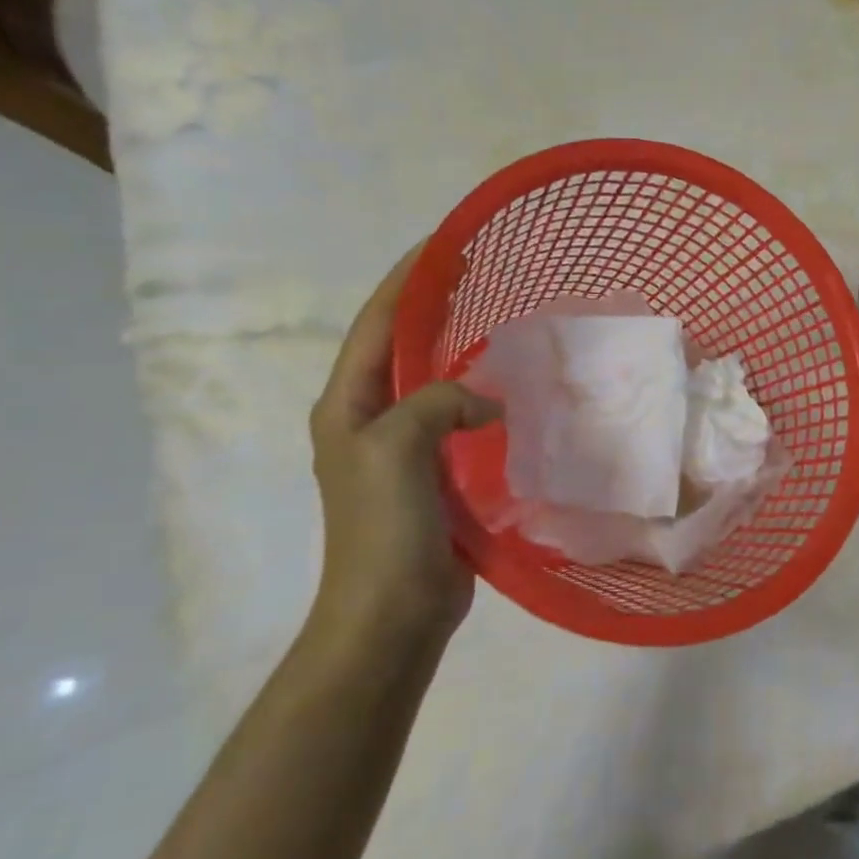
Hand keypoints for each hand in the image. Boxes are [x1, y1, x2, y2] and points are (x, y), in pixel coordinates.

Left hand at [309, 245, 499, 641]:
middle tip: (479, 274)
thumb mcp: (397, 448)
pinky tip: (511, 388)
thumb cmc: (382, 528)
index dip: (407, 281)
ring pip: (434, 381)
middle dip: (434, 306)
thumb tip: (488, 402)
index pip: (376, 324)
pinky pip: (459, 417)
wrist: (390, 612)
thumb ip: (438, 401)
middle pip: (402, 346)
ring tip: (500, 321)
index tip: (444, 245)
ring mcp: (403, 448)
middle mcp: (370, 418)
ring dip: (460, 349)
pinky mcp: (435, 472)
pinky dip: (481, 394)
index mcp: (347, 405)